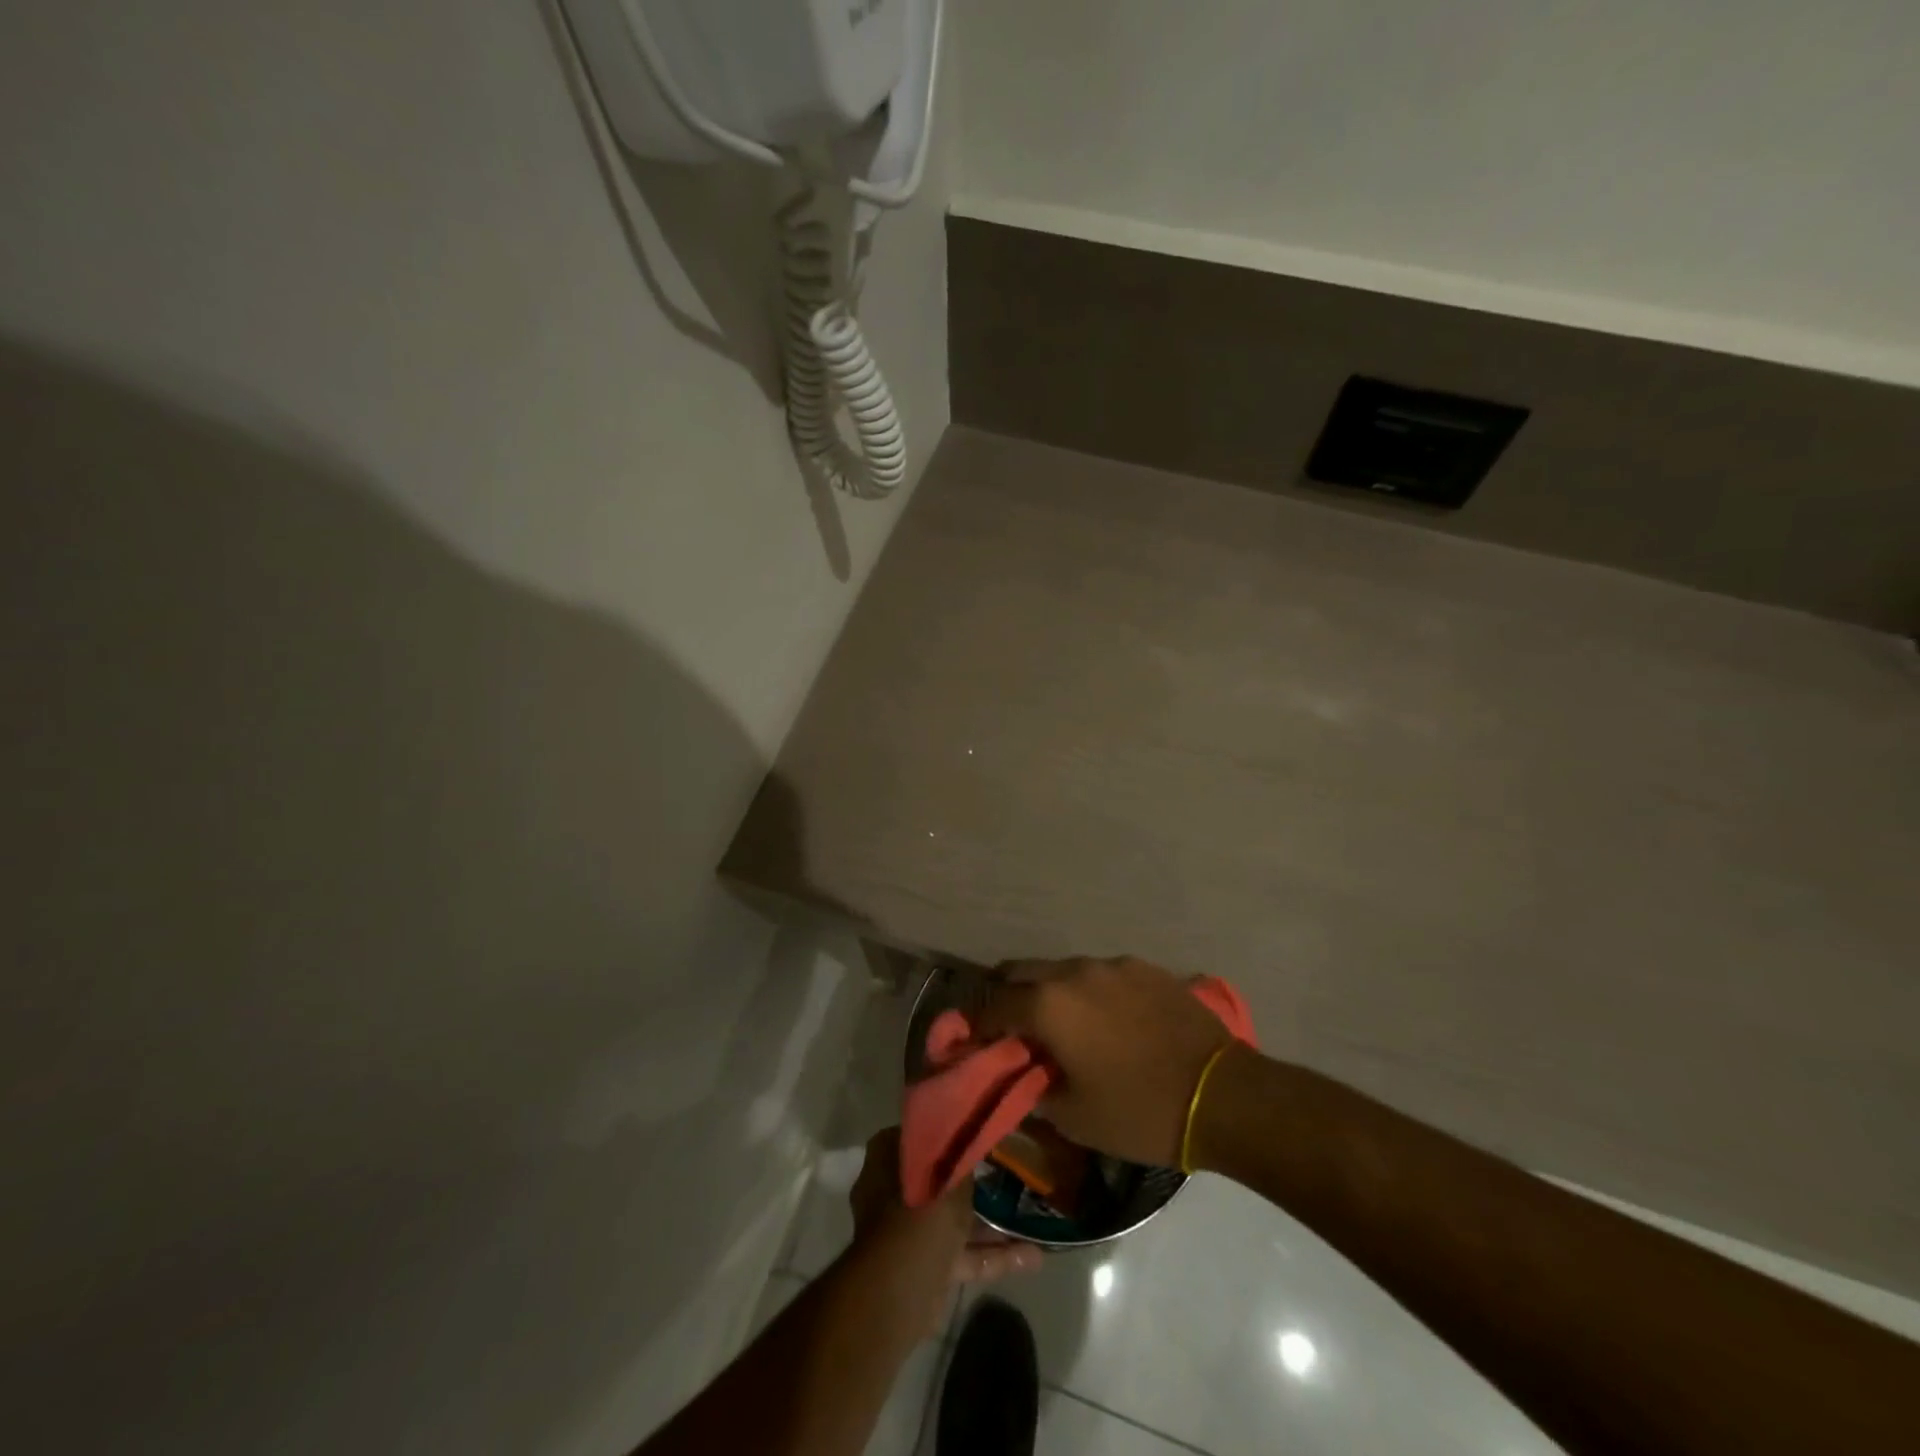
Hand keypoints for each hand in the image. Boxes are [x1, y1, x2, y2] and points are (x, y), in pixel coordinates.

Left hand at [848, 1127, 1040, 1337]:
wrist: (898, 1295)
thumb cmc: (919, 1218)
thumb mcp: (951, 1179)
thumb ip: (965, 1158)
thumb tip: (973, 1138)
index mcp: (887, 1158)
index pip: (923, 1134)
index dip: (953, 1134)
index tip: (984, 1135)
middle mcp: (892, 1191)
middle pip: (939, 1178)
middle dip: (975, 1181)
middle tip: (1011, 1172)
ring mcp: (908, 1232)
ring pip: (953, 1219)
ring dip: (990, 1222)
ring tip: (1030, 1214)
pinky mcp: (926, 1266)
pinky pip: (961, 1253)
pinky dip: (992, 1255)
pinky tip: (1032, 1257)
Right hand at [974, 956, 1233, 1166]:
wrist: (1223, 1094)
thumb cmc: (1140, 1111)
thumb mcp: (1075, 1117)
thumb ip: (1035, 1089)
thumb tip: (1020, 1076)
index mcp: (1049, 1004)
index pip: (993, 1006)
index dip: (976, 1025)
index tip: (971, 1042)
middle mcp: (1074, 972)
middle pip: (1021, 972)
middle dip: (1007, 997)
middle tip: (1009, 1029)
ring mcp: (1112, 965)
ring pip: (1062, 970)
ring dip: (1050, 992)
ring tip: (1061, 1025)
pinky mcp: (1145, 967)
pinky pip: (1101, 974)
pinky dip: (1089, 993)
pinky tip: (1106, 1021)